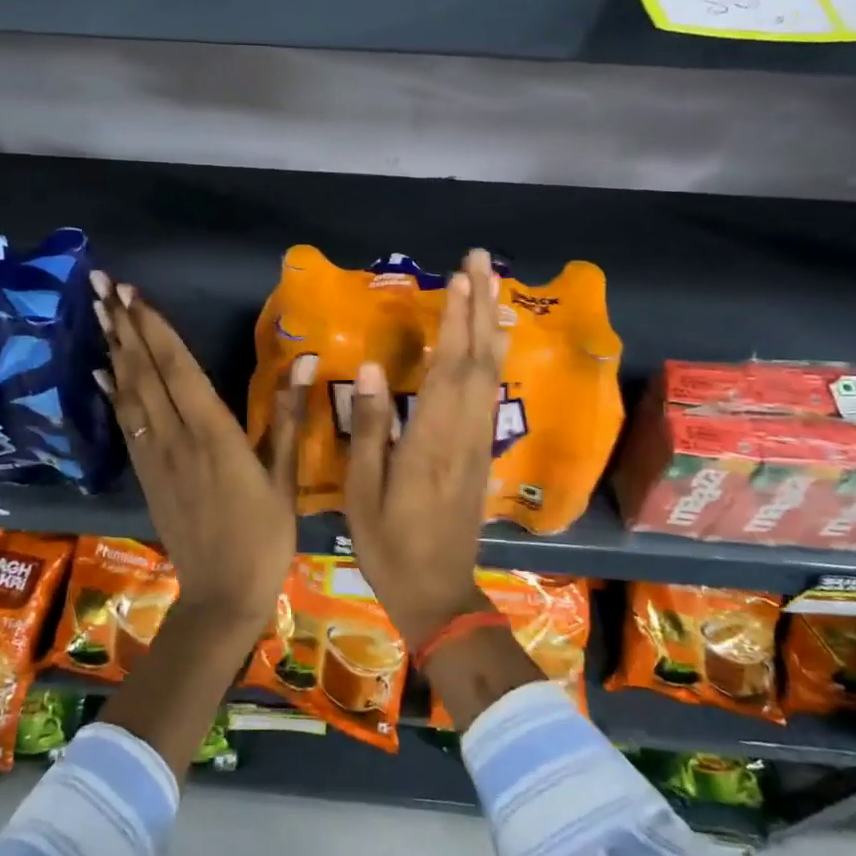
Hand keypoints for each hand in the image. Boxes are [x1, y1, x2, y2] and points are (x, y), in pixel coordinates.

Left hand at [91, 272, 308, 630]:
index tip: (134, 294)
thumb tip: (306, 360)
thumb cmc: (264, 536)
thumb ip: (288, 415)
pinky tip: (101, 373)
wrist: (222, 596)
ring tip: (99, 313)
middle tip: (103, 286)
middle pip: (145, 372)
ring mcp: (156, 457)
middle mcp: (176, 437)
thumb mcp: (285, 476)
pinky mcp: (146, 475)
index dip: (155, 329)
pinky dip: (112, 394)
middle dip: (124, 326)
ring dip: (114, 350)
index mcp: (214, 433)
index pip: (178, 368)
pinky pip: (125, 425)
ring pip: (130, 394)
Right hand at [344, 248, 506, 647]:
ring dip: (490, 326)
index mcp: (433, 439)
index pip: (451, 366)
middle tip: (479, 261)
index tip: (458, 277)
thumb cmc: (389, 544)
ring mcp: (478, 442)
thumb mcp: (364, 490)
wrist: (438, 593)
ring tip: (489, 288)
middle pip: (479, 359)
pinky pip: (490, 393)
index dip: (456, 319)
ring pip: (491, 373)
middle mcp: (464, 431)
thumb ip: (372, 427)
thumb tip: (374, 369)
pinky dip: (491, 358)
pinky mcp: (481, 452)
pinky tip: (489, 343)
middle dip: (480, 306)